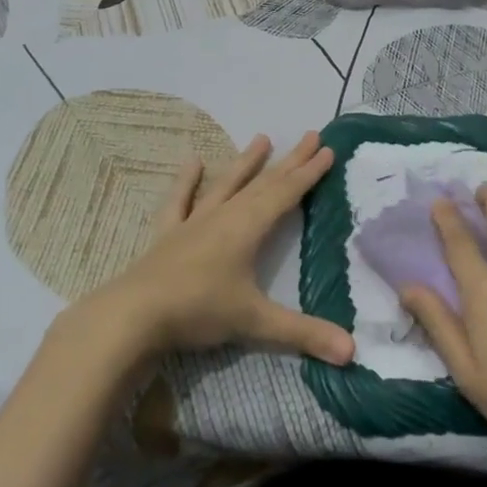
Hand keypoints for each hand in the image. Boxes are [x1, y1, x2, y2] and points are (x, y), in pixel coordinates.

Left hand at [83, 131, 355, 366]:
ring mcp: (194, 222)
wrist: (134, 314)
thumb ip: (303, 333)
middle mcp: (224, 216)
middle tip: (310, 135)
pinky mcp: (168, 233)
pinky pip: (181, 201)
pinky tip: (193, 161)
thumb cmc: (199, 310)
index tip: (327, 149)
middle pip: (263, 183)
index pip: (286, 193)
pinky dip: (187, 181)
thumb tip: (352, 351)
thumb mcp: (255, 322)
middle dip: (289, 161)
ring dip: (246, 163)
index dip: (309, 173)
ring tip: (261, 138)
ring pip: (226, 184)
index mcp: (247, 228)